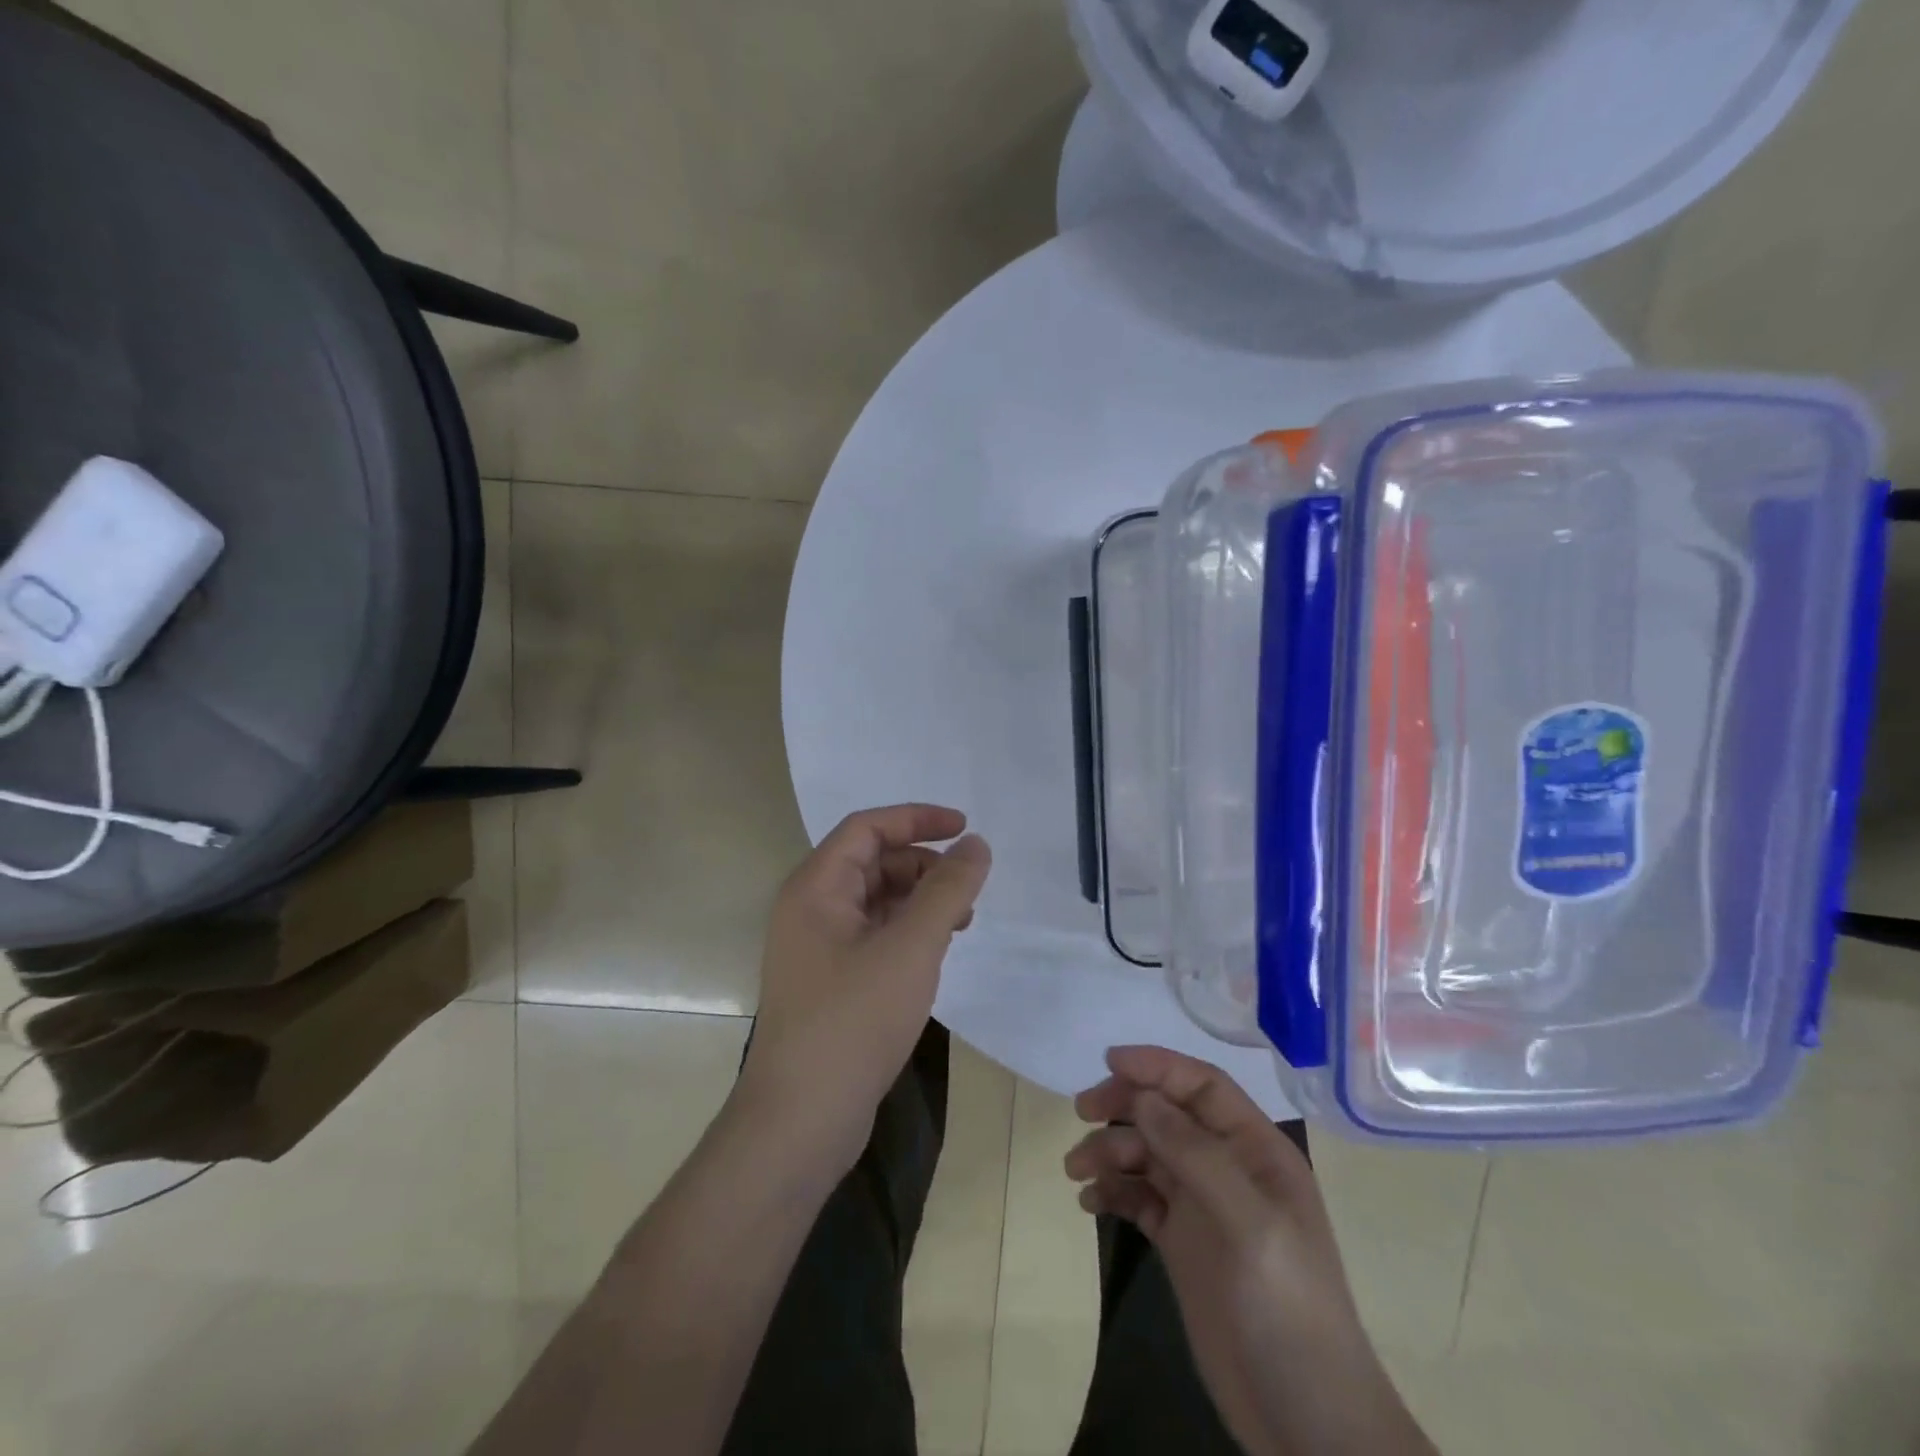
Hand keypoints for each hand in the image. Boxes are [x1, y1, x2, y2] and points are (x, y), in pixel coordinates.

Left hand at [738, 804, 990, 1170]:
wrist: (801, 1121)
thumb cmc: (853, 1021)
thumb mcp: (911, 948)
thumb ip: (947, 890)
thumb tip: (975, 845)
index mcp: (815, 888)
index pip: (867, 828)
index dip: (916, 819)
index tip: (964, 828)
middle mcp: (810, 909)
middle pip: (872, 862)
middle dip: (923, 866)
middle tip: (968, 889)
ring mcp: (818, 949)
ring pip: (876, 901)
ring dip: (919, 900)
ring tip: (961, 921)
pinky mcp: (831, 982)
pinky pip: (874, 936)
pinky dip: (908, 932)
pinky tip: (936, 952)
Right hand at [1067, 1047, 1434, 1455]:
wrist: (1306, 1421)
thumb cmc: (1288, 1307)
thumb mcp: (1249, 1223)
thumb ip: (1195, 1154)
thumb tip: (1143, 1097)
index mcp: (1255, 1150)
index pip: (1202, 1086)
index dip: (1158, 1066)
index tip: (1108, 1060)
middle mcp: (1227, 1167)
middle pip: (1167, 1113)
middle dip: (1124, 1105)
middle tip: (1082, 1112)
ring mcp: (1203, 1205)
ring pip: (1147, 1153)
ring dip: (1109, 1151)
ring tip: (1076, 1171)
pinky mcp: (1182, 1242)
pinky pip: (1139, 1197)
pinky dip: (1112, 1191)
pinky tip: (1090, 1203)